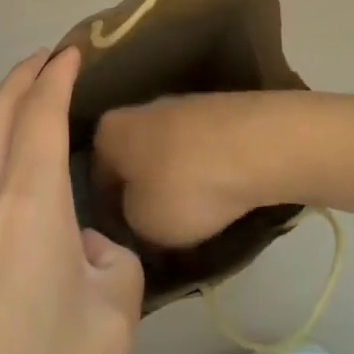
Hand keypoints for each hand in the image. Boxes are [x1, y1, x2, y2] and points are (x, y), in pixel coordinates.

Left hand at [0, 48, 144, 353]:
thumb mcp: (114, 317)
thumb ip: (111, 263)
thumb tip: (87, 251)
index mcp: (27, 201)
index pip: (39, 112)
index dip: (56, 74)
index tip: (73, 50)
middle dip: (22, 77)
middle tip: (50, 60)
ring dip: (9, 119)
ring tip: (42, 117)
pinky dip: (2, 161)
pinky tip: (28, 197)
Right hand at [94, 92, 281, 249]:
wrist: (258, 145)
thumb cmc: (185, 186)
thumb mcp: (142, 223)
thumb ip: (128, 222)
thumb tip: (136, 216)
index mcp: (109, 131)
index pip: (96, 180)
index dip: (108, 217)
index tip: (126, 245)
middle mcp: (140, 111)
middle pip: (134, 164)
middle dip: (144, 199)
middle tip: (158, 239)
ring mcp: (182, 108)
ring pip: (168, 159)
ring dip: (176, 189)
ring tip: (194, 227)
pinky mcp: (218, 114)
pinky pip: (200, 154)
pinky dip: (205, 177)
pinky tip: (219, 202)